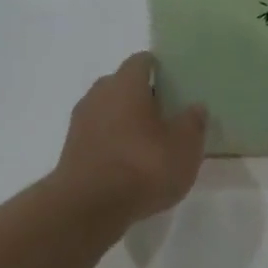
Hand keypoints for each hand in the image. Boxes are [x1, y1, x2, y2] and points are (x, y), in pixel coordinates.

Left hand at [54, 53, 206, 226]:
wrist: (88, 207)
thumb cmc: (142, 167)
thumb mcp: (184, 147)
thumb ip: (192, 123)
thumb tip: (196, 107)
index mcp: (125, 83)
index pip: (142, 61)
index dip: (159, 69)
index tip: (175, 84)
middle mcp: (98, 94)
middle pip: (122, 85)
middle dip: (143, 96)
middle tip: (167, 115)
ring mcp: (80, 122)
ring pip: (108, 111)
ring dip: (126, 122)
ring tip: (150, 142)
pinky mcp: (72, 149)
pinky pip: (98, 135)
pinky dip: (113, 142)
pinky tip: (129, 163)